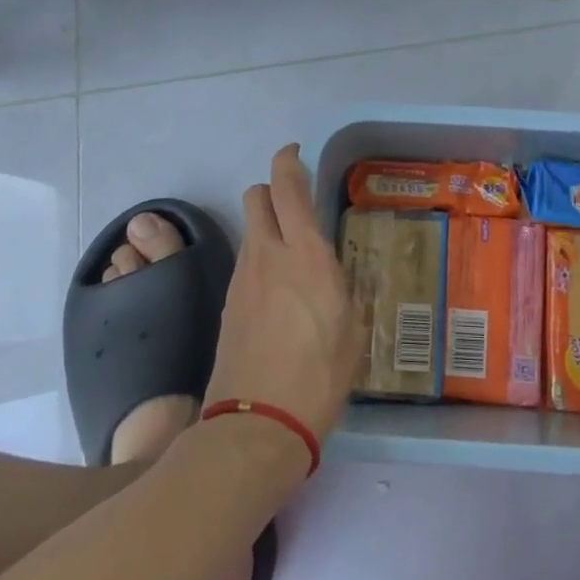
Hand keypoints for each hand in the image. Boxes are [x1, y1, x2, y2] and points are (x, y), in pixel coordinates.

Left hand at [204, 145, 362, 476]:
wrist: (256, 425)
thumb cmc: (319, 375)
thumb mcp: (351, 327)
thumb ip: (342, 288)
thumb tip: (334, 274)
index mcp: (304, 253)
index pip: (287, 187)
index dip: (288, 161)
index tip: (295, 154)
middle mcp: (267, 255)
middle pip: (256, 198)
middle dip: (272, 190)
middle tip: (296, 205)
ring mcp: (242, 279)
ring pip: (250, 231)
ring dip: (267, 227)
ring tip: (293, 256)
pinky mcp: (228, 305)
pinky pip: (245, 264)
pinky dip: (259, 261)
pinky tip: (277, 292)